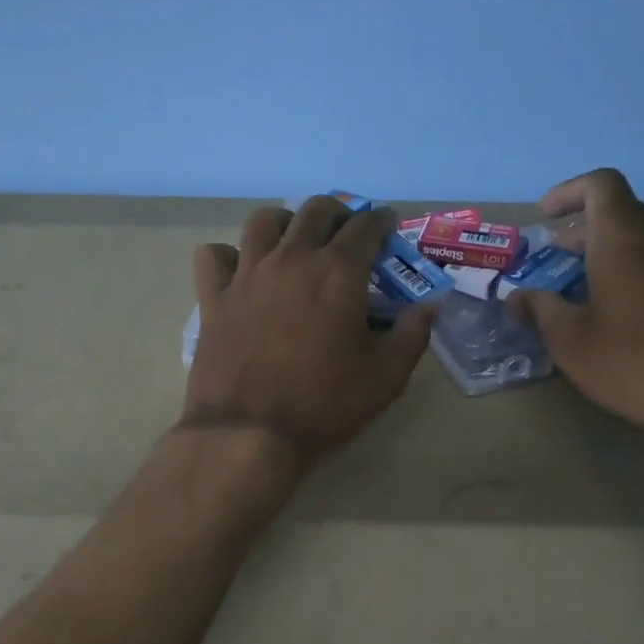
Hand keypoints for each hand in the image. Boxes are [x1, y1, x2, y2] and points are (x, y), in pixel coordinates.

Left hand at [182, 196, 434, 464]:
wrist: (248, 433)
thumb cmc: (323, 405)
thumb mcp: (386, 377)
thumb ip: (412, 335)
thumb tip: (429, 306)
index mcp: (338, 272)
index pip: (365, 226)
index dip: (381, 221)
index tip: (387, 226)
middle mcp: (291, 258)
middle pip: (315, 210)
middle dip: (338, 213)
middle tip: (346, 234)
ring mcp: (247, 274)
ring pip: (263, 220)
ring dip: (286, 222)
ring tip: (294, 243)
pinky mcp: (214, 297)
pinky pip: (215, 255)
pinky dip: (230, 255)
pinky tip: (242, 272)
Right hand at [514, 168, 643, 443]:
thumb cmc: (640, 363)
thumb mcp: (573, 343)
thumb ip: (540, 312)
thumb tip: (518, 297)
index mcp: (625, 238)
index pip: (600, 185)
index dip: (568, 192)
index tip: (544, 217)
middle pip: (621, 213)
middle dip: (582, 231)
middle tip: (553, 261)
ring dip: (609, 253)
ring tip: (583, 290)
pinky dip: (635, 272)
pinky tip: (623, 315)